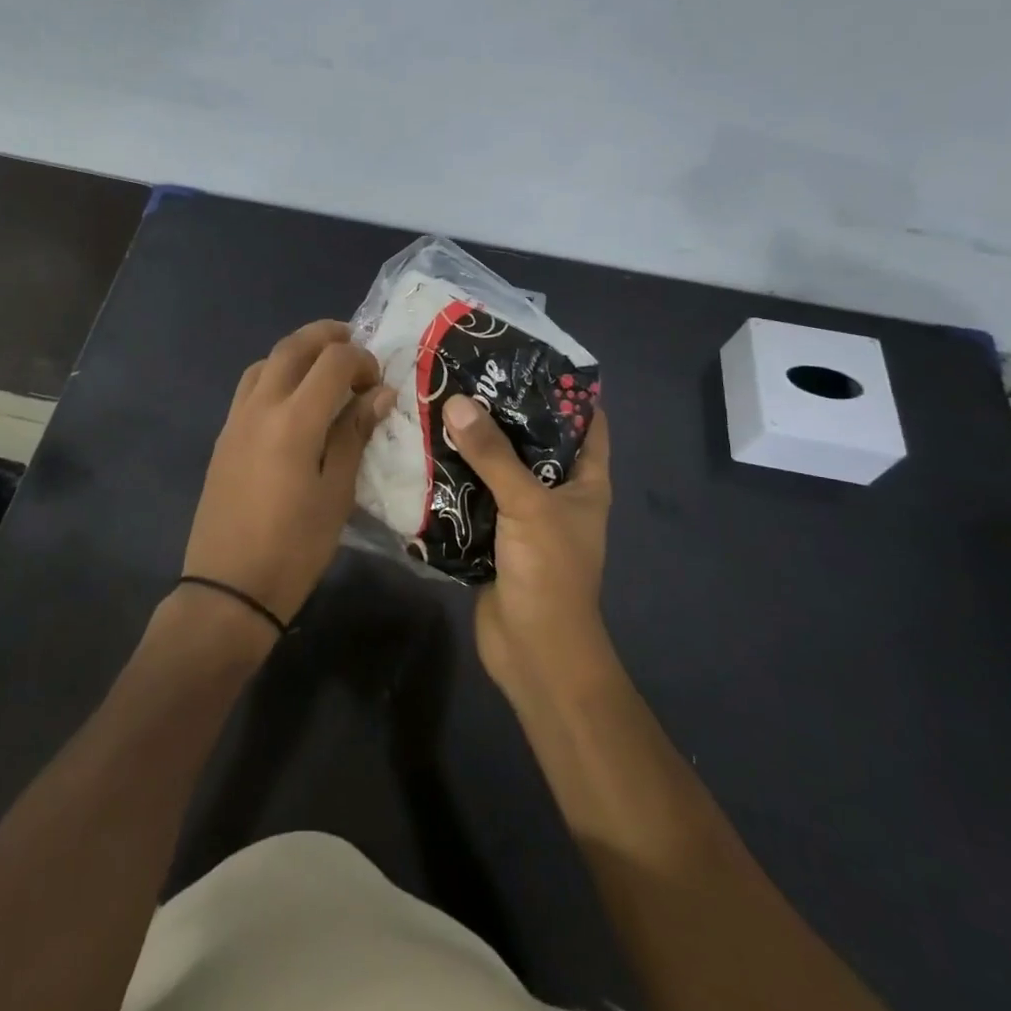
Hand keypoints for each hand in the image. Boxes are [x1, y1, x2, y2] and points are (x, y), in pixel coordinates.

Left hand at [181, 321, 396, 624]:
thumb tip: (379, 394)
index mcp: (294, 420)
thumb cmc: (294, 547)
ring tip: (323, 369)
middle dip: (326, 336)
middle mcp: (260, 407)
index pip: (332, 361)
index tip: (378, 383)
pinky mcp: (224, 437)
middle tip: (354, 344)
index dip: (361, 360)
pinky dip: (275, 375)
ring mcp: (236, 420)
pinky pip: (250, 387)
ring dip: (296, 352)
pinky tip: (293, 401)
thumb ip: (354, 435)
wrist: (229, 588)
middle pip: (291, 347)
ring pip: (265, 362)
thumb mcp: (337, 494)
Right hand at [442, 394, 613, 701]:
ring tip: (438, 402)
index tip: (525, 357)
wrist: (534, 653)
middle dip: (502, 411)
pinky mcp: (493, 536)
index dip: (563, 389)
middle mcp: (557, 492)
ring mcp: (524, 515)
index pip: (585, 421)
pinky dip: (454, 477)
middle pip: (532, 440)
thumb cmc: (550, 573)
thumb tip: (456, 401)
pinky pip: (473, 496)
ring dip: (472, 443)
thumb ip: (493, 454)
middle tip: (466, 374)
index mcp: (585, 480)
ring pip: (498, 467)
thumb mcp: (528, 504)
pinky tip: (424, 451)